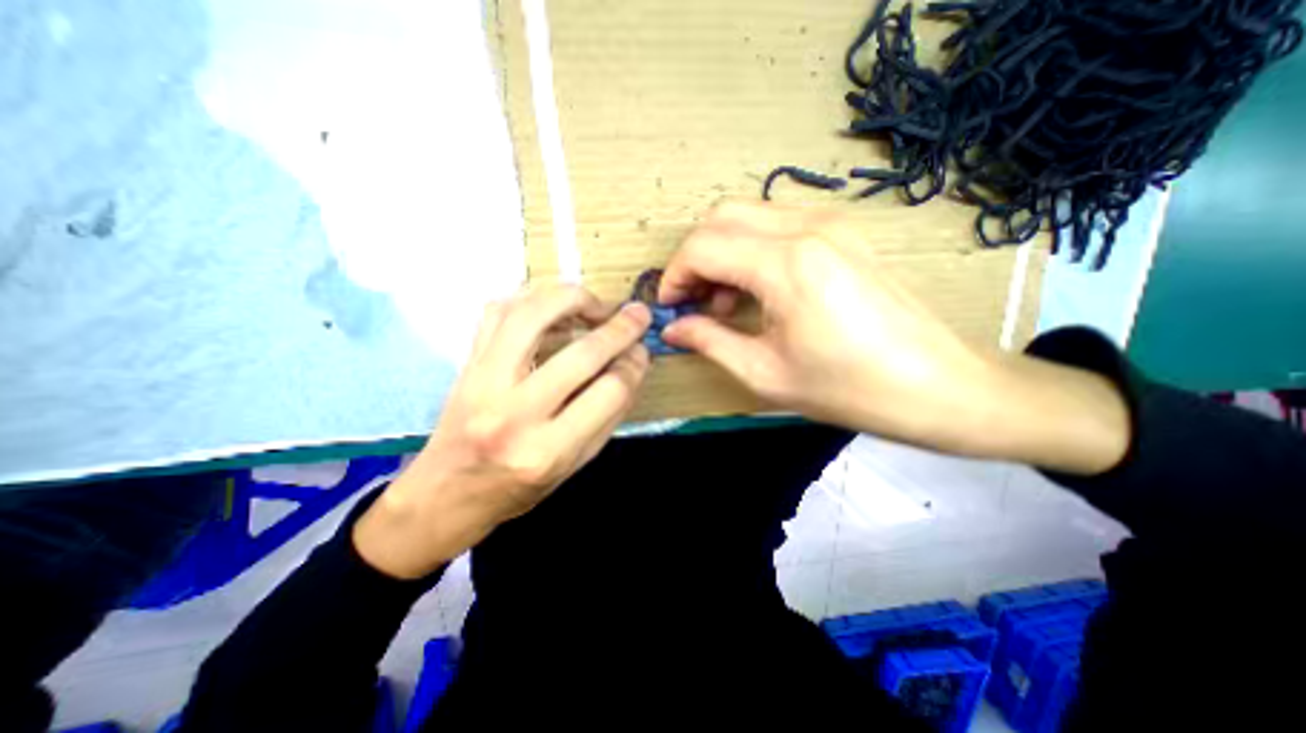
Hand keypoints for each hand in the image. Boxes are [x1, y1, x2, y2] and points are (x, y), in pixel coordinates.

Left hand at [353, 286, 653, 578]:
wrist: (447, 493)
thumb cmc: (517, 488)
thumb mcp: (574, 465)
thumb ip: (608, 415)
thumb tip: (633, 364)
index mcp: (548, 451)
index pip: (609, 392)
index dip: (634, 365)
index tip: (642, 351)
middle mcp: (514, 414)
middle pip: (581, 355)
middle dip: (619, 329)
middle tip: (637, 314)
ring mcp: (483, 383)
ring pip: (533, 316)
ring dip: (573, 299)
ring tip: (593, 305)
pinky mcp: (466, 364)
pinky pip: (498, 312)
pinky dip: (530, 298)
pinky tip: (550, 306)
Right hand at [659, 200, 1127, 475]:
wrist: (939, 386)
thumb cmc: (849, 388)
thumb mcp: (765, 373)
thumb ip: (709, 341)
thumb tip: (671, 329)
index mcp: (786, 264)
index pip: (703, 247)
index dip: (674, 275)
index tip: (670, 308)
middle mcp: (806, 228)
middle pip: (720, 217)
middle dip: (694, 258)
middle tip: (694, 302)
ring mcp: (830, 224)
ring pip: (748, 215)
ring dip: (722, 252)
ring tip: (725, 301)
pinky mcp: (843, 232)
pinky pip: (777, 224)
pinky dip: (751, 249)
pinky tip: (757, 289)